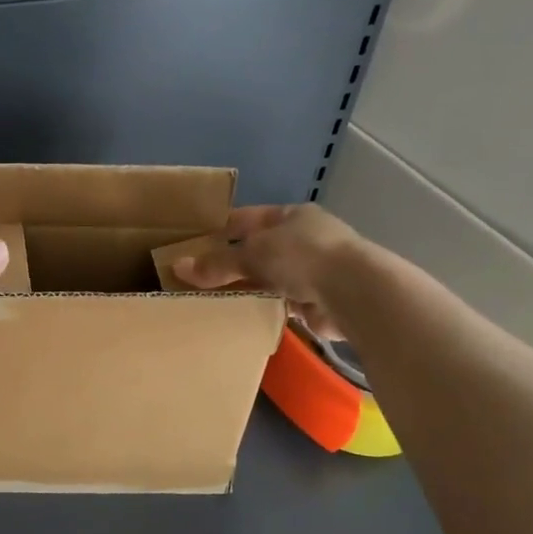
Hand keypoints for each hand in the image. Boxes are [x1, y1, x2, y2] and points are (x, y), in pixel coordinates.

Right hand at [173, 204, 364, 338]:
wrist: (355, 292)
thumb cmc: (303, 256)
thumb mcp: (253, 254)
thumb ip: (217, 263)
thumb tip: (177, 267)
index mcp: (292, 216)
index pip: (250, 218)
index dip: (222, 229)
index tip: (195, 243)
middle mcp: (306, 239)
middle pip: (260, 250)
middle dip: (232, 263)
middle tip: (198, 278)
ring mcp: (316, 271)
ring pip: (271, 278)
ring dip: (249, 288)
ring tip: (214, 300)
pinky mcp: (319, 302)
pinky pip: (282, 304)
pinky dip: (264, 308)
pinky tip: (242, 316)